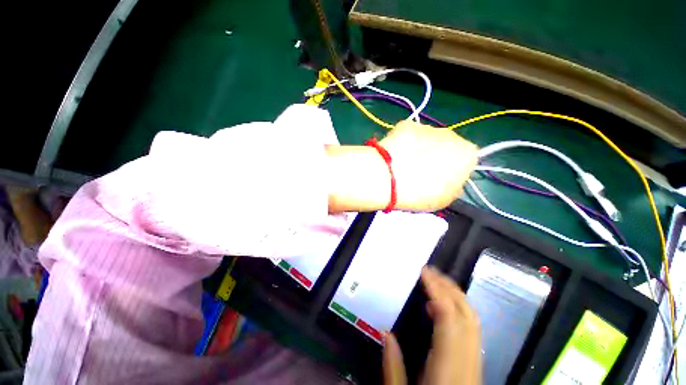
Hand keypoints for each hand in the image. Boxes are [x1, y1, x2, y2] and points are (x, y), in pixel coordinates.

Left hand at [380, 121, 477, 210]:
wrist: (390, 178)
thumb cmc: (420, 193)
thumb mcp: (445, 199)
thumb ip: (452, 185)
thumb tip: (446, 178)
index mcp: (467, 154)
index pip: (464, 162)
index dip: (450, 172)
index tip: (436, 181)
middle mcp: (452, 135)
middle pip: (445, 147)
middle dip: (434, 158)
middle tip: (417, 173)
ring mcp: (427, 127)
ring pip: (425, 140)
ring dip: (417, 149)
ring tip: (401, 166)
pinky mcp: (406, 124)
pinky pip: (407, 136)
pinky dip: (402, 143)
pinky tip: (393, 156)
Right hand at [383, 266, 481, 384]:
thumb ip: (393, 366)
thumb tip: (385, 333)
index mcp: (448, 367)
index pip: (448, 318)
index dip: (437, 290)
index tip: (423, 272)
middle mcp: (466, 360)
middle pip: (465, 314)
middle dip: (448, 287)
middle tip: (429, 271)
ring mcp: (474, 362)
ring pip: (472, 320)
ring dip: (454, 295)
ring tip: (434, 283)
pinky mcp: (474, 364)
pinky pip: (470, 329)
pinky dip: (456, 310)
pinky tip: (441, 309)